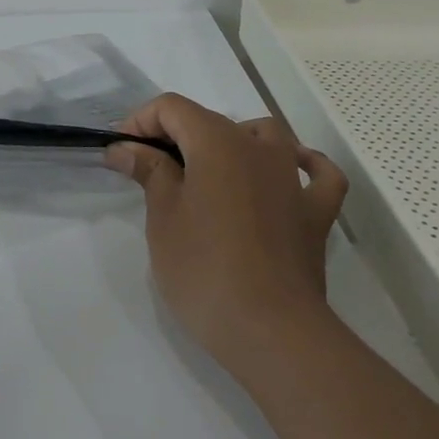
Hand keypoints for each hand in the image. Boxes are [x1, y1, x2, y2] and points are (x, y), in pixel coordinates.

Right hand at [105, 94, 347, 366]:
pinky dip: (303, 166)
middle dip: (175, 136)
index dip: (140, 122)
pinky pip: (318, 174)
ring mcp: (293, 178)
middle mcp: (259, 147)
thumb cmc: (204, 269)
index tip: (120, 152)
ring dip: (235, 141)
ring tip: (211, 169)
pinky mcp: (316, 212)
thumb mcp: (163, 217)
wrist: (271, 330)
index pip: (172, 108)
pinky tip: (291, 172)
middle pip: (211, 121)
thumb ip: (149, 171)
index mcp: (217, 141)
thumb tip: (125, 147)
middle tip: (147, 171)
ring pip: (265, 135)